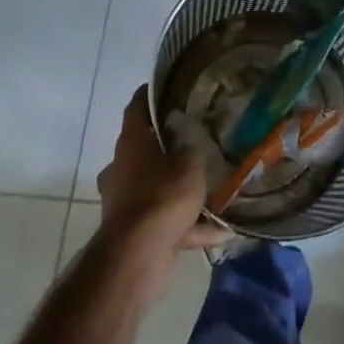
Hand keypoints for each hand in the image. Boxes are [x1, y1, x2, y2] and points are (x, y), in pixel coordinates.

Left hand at [97, 88, 230, 261]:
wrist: (138, 256)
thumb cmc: (162, 195)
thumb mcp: (190, 162)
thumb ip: (193, 148)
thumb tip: (192, 143)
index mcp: (130, 144)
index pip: (136, 108)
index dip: (150, 95)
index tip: (166, 87)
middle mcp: (121, 169)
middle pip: (145, 150)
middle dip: (168, 148)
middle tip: (196, 141)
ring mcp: (125, 203)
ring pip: (156, 188)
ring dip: (180, 190)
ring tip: (213, 188)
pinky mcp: (134, 234)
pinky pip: (166, 222)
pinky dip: (190, 225)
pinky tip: (221, 230)